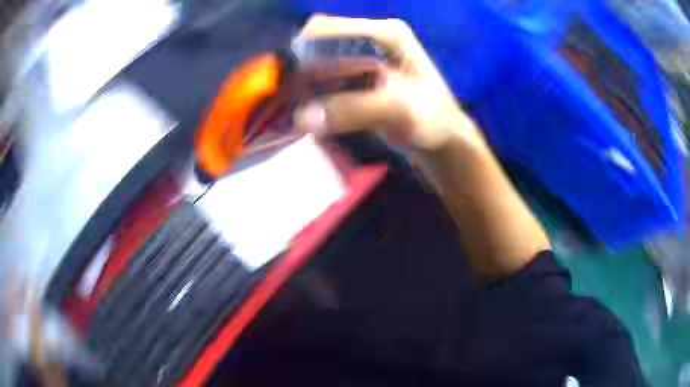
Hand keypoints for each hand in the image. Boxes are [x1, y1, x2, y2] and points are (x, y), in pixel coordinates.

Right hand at [294, 15, 484, 151]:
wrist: (442, 140)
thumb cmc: (432, 121)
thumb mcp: (400, 112)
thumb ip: (355, 110)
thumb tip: (303, 116)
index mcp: (385, 34)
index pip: (328, 29)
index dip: (303, 51)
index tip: (291, 83)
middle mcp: (371, 38)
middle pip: (320, 43)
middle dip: (302, 69)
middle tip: (295, 99)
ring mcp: (365, 56)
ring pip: (320, 60)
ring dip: (305, 82)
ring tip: (301, 106)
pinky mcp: (359, 75)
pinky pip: (327, 77)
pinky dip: (314, 91)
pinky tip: (313, 108)